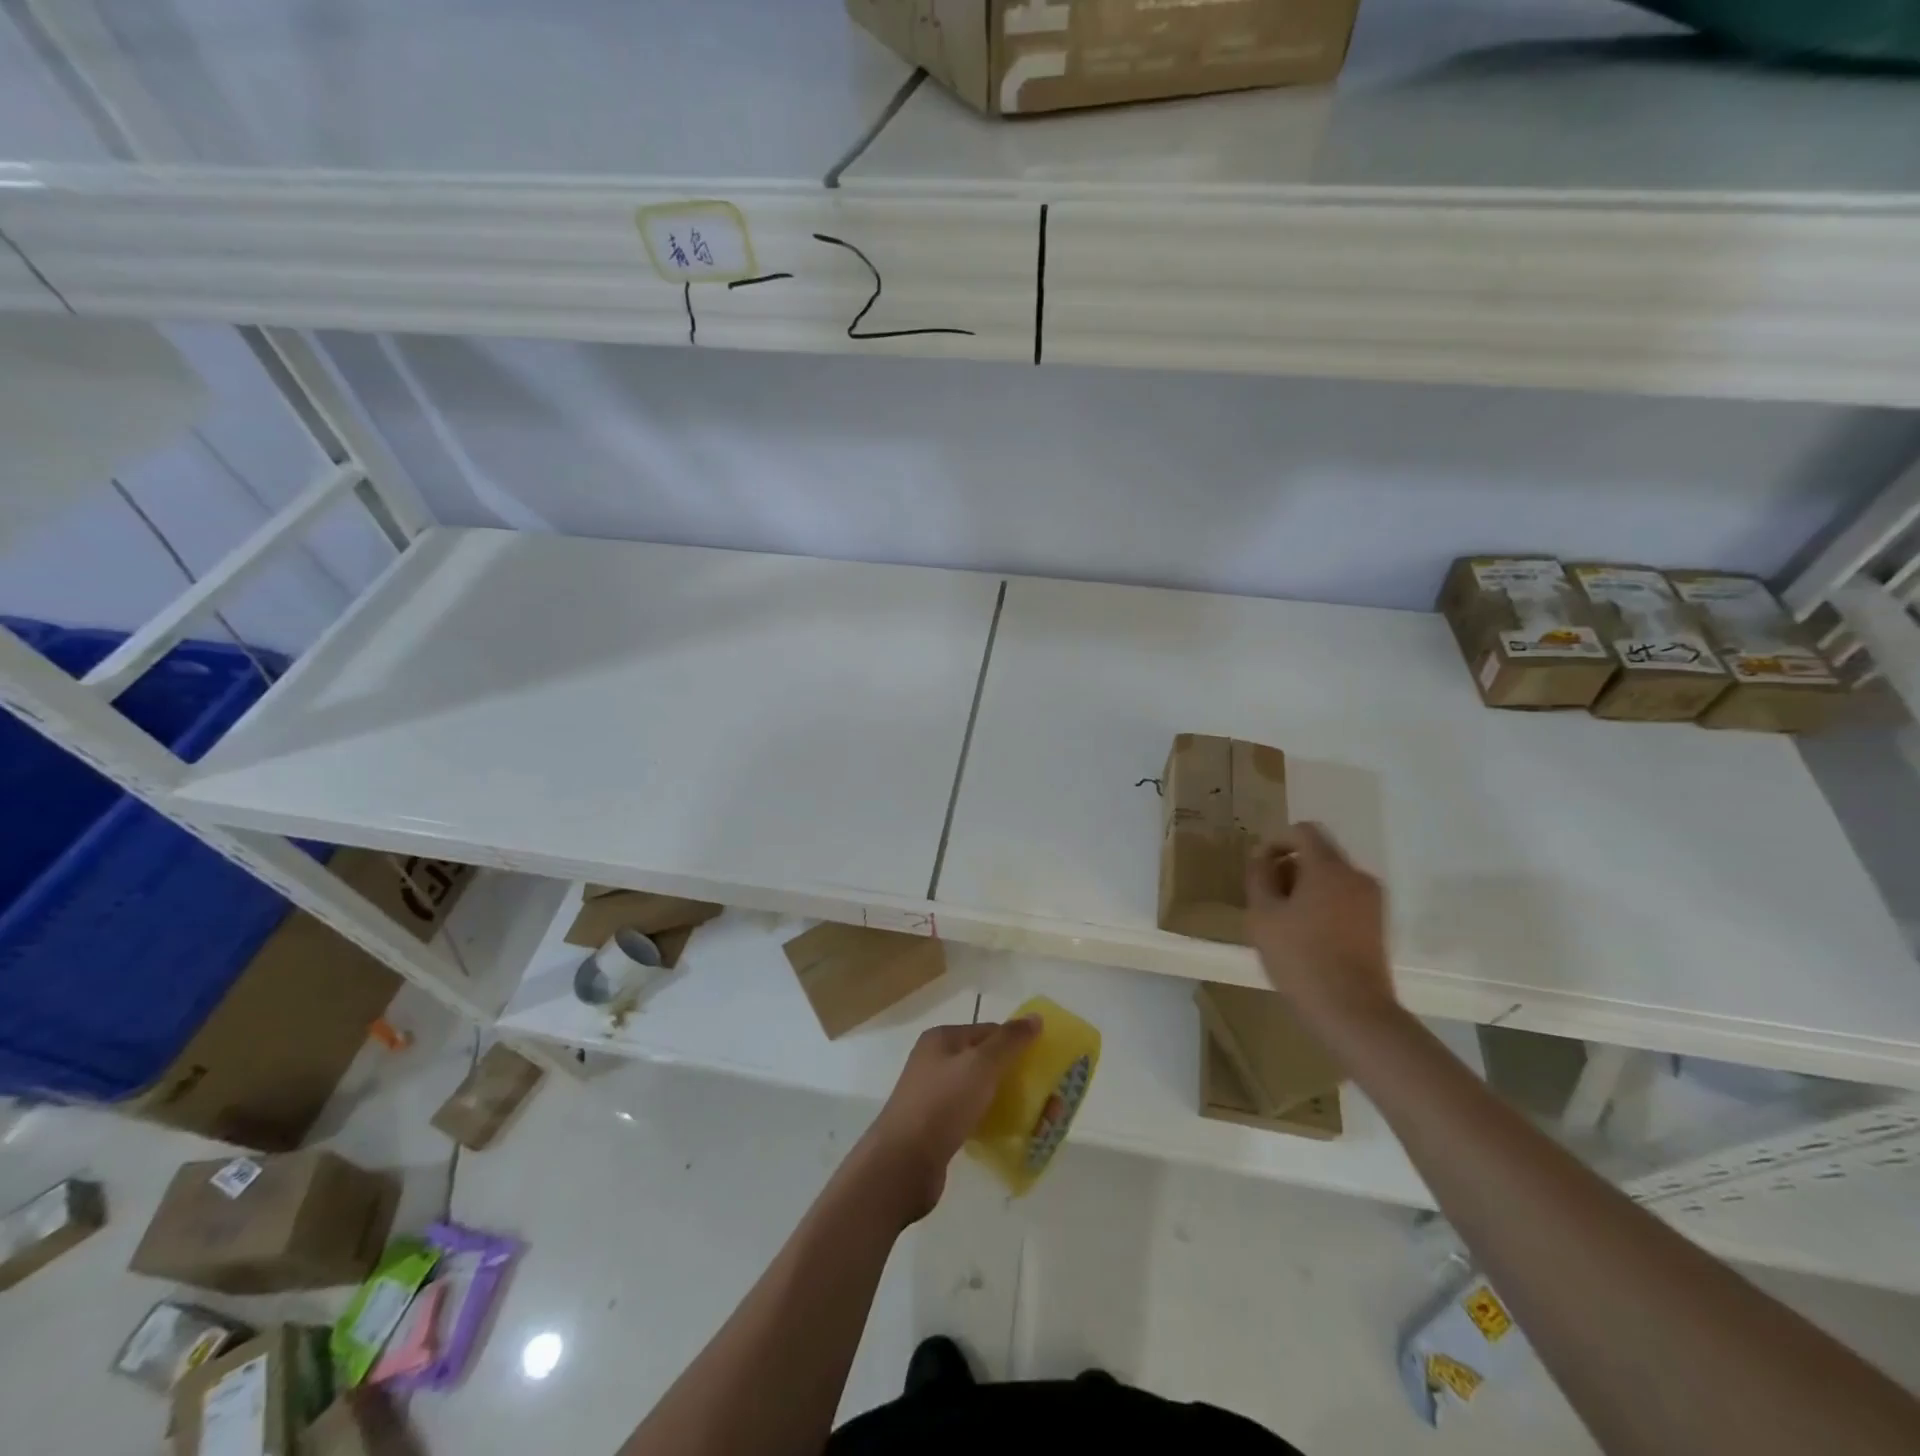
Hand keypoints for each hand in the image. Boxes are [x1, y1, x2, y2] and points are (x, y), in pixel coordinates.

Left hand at [855, 1018, 1040, 1223]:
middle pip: (987, 1062)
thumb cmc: (942, 1105)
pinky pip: (973, 1117)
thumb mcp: (980, 1065)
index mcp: (942, 1040)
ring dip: (1010, 1104)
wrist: (902, 1164)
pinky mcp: (937, 1128)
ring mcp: (935, 1096)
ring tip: (1040, 1124)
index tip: (1046, 1066)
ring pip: (982, 1092)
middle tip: (1049, 1103)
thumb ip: (1010, 1041)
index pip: (989, 1031)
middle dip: (1018, 1079)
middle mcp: (936, 1063)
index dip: (1018, 1044)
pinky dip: (993, 1123)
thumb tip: (1035, 1017)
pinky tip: (1011, 1137)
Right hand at [1246, 823, 1399, 1035]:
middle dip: (1289, 868)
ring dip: (1304, 887)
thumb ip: (1259, 877)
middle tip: (1266, 899)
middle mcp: (1356, 876)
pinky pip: (1344, 898)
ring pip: (1331, 877)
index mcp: (1329, 868)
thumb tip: (1261, 857)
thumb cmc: (1300, 958)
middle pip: (1318, 854)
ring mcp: (1371, 901)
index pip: (1302, 831)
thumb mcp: (1263, 916)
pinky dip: (1322, 904)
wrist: (1353, 1011)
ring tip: (1283, 921)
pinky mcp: (1377, 924)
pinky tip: (1307, 935)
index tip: (1259, 869)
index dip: (1276, 842)